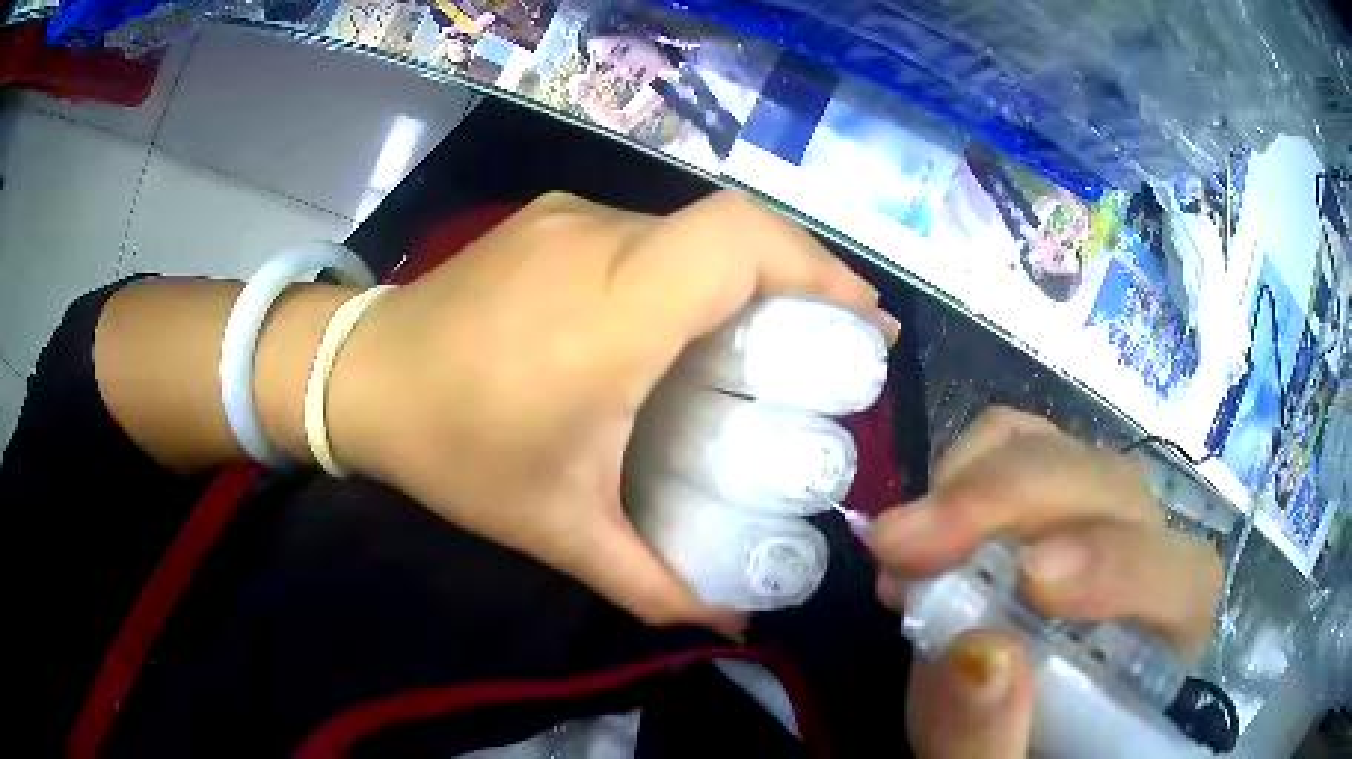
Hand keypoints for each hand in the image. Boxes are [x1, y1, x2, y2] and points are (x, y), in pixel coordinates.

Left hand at [327, 191, 893, 630]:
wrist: (357, 376)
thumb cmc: (452, 450)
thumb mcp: (556, 530)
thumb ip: (651, 585)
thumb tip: (731, 625)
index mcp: (609, 312)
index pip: (740, 244)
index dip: (820, 270)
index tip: (864, 326)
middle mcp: (598, 241)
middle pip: (733, 229)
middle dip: (803, 276)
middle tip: (832, 344)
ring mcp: (570, 217)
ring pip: (690, 228)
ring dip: (743, 273)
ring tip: (763, 337)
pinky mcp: (550, 217)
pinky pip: (647, 230)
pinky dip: (690, 267)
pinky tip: (678, 320)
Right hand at [868, 408, 1222, 758]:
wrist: (1002, 734)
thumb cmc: (1018, 754)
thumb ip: (988, 744)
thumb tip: (976, 655)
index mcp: (1164, 639)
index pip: (1180, 576)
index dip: (1118, 564)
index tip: (1029, 581)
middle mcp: (1147, 556)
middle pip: (1112, 491)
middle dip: (1011, 502)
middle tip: (908, 544)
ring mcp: (1097, 516)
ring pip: (1063, 452)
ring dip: (977, 482)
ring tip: (901, 543)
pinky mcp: (1048, 497)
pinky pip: (1021, 440)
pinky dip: (966, 464)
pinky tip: (925, 523)